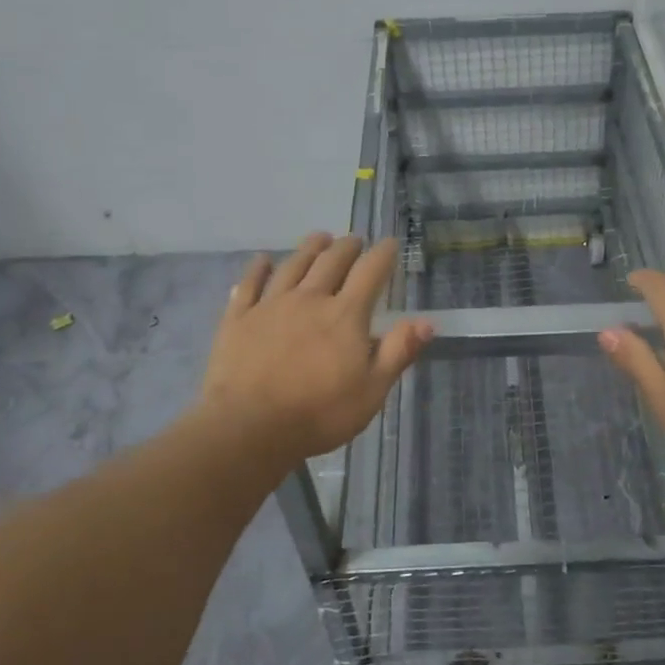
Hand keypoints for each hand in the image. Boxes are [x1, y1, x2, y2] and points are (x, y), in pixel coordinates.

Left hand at [197, 233, 432, 463]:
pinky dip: (258, 268)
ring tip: (319, 238)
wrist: (248, 427)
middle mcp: (309, 299)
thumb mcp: (372, 390)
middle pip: (331, 261)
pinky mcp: (238, 319)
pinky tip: (262, 260)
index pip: (370, 273)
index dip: (383, 255)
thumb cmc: (319, 413)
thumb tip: (426, 321)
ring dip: (309, 248)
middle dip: (347, 247)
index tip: (391, 243)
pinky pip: (249, 284)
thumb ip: (398, 352)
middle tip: (354, 240)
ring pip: (293, 266)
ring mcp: (270, 305)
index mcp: (345, 315)